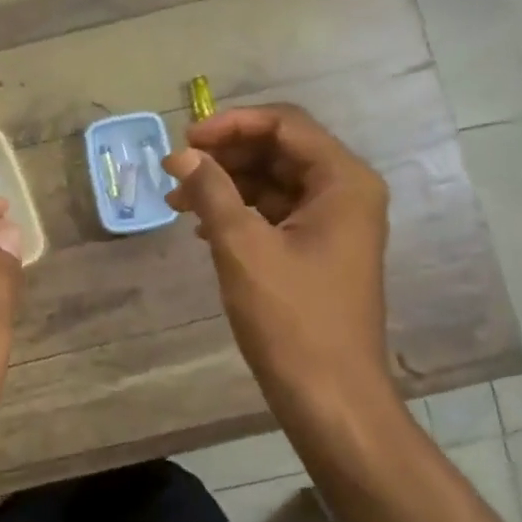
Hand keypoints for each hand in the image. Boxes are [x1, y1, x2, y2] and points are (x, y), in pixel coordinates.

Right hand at [164, 104, 395, 428]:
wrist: (330, 397)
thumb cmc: (291, 319)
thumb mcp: (243, 247)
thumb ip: (212, 191)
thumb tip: (183, 156)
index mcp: (343, 181)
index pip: (284, 124)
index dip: (230, 125)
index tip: (184, 141)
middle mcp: (346, 192)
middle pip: (280, 150)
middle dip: (225, 156)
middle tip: (176, 171)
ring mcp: (335, 223)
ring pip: (274, 182)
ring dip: (227, 185)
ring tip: (178, 201)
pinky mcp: (320, 250)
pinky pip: (276, 213)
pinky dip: (240, 213)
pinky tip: (203, 229)